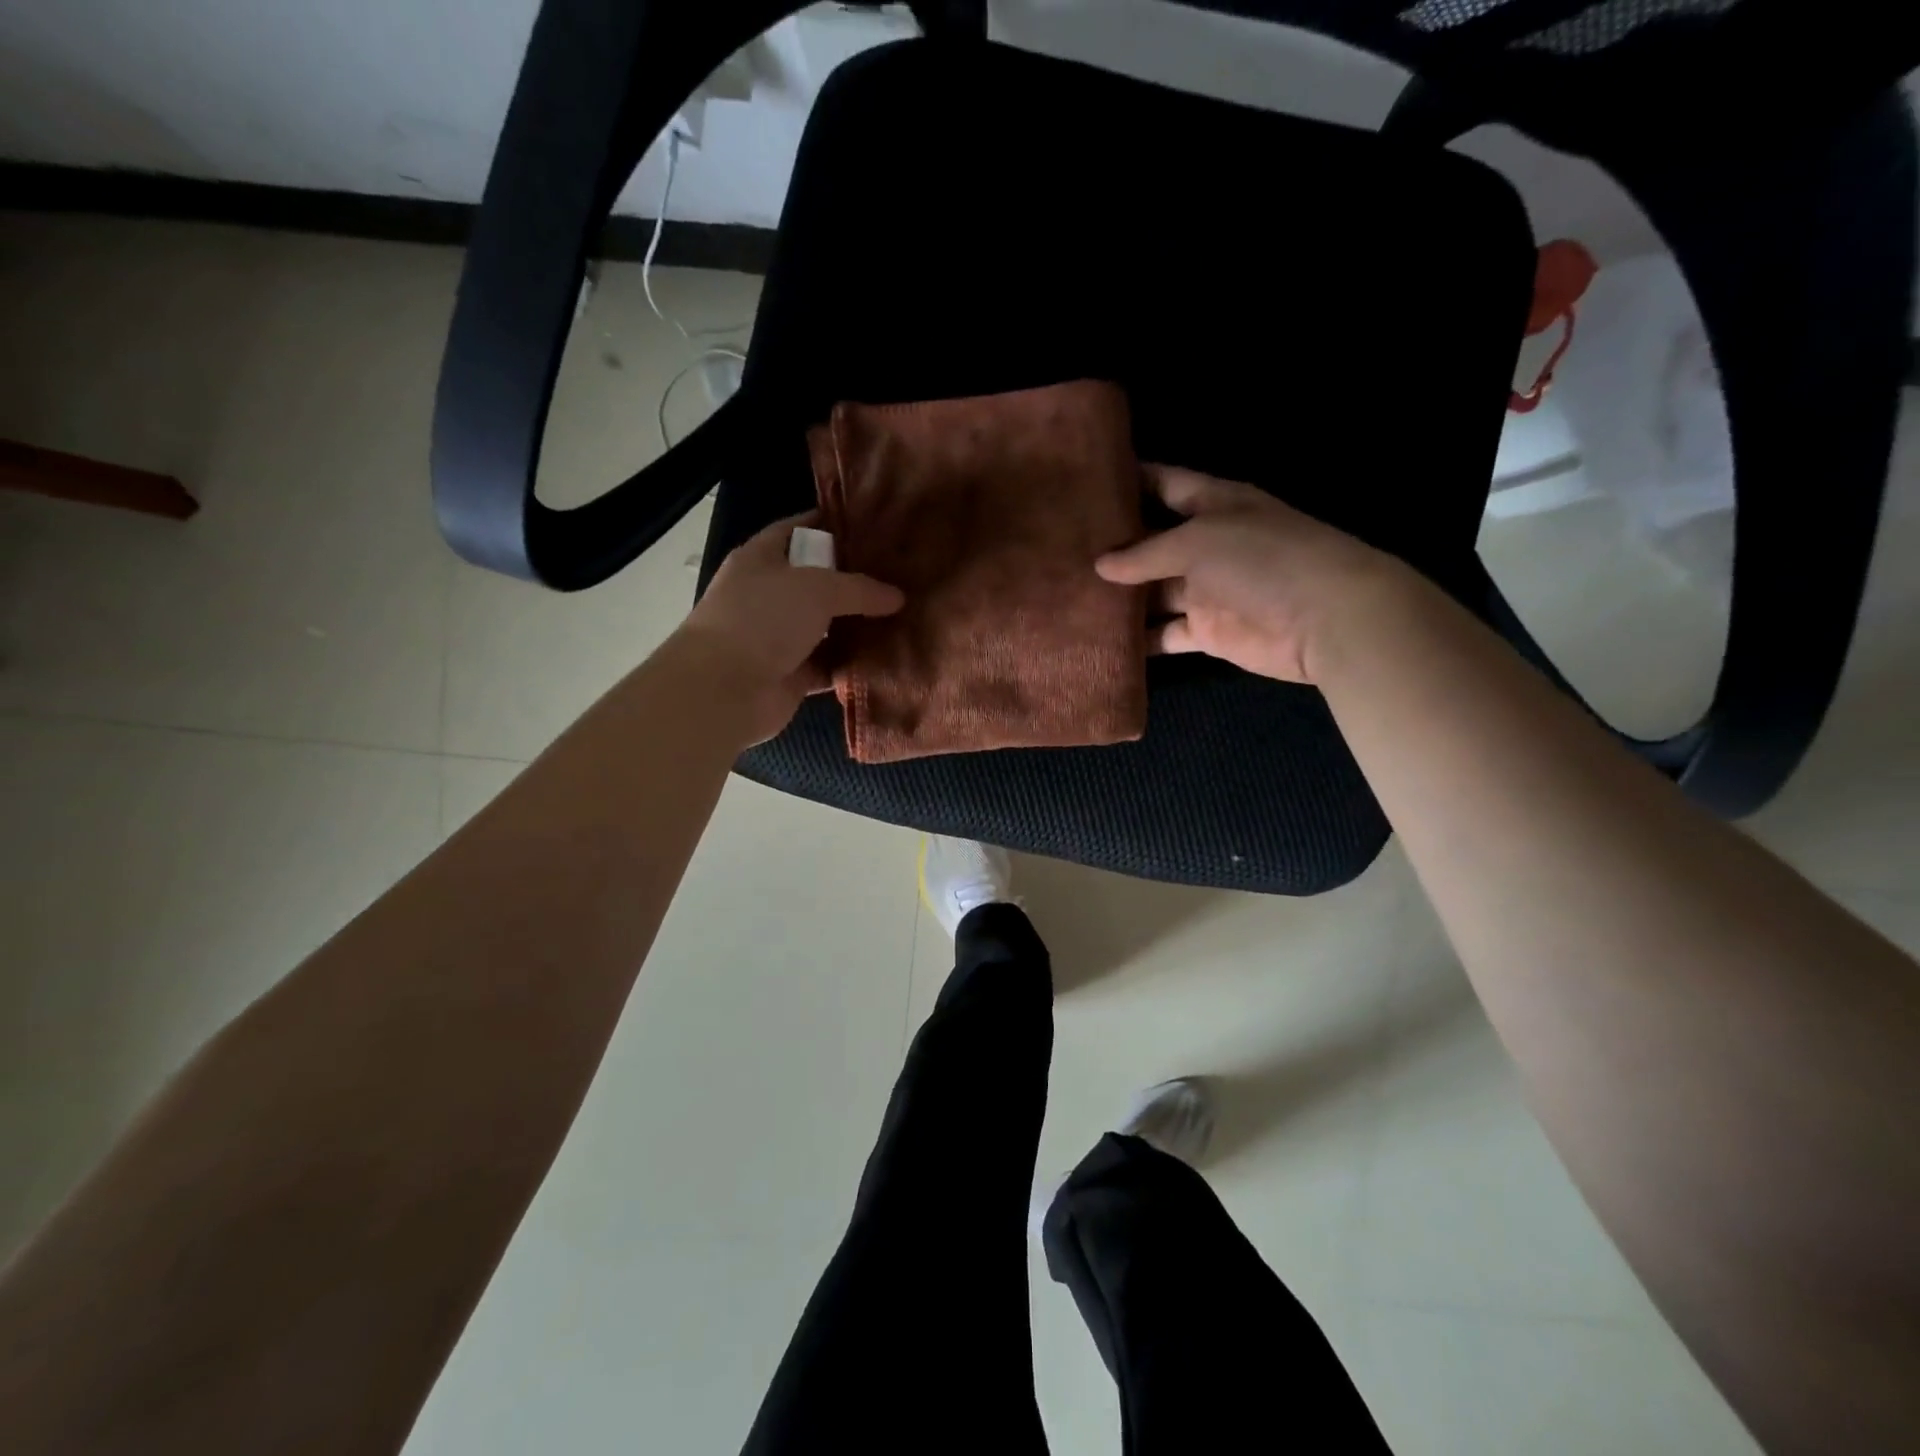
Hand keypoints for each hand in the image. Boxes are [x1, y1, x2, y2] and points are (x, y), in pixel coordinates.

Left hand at [677, 511, 903, 743]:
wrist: (724, 690)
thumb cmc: (762, 620)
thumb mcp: (816, 589)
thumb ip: (859, 589)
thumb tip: (898, 597)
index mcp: (761, 559)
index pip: (798, 530)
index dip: (832, 525)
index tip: (874, 526)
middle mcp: (769, 596)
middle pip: (819, 581)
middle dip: (856, 580)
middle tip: (902, 576)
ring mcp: (779, 638)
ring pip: (828, 627)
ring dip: (859, 626)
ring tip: (905, 616)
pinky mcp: (792, 676)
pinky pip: (831, 665)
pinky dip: (854, 664)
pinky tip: (889, 658)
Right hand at [1095, 465, 1403, 684]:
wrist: (1325, 619)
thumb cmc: (1263, 559)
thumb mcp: (1198, 541)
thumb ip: (1145, 553)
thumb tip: (1100, 565)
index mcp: (1212, 504)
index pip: (1163, 483)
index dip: (1128, 480)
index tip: (1083, 483)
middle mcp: (1206, 544)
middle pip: (1150, 542)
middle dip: (1112, 547)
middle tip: (1059, 549)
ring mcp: (1206, 590)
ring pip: (1152, 592)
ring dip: (1119, 598)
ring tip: (1068, 597)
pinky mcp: (1208, 632)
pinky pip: (1165, 634)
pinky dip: (1139, 640)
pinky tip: (1100, 640)